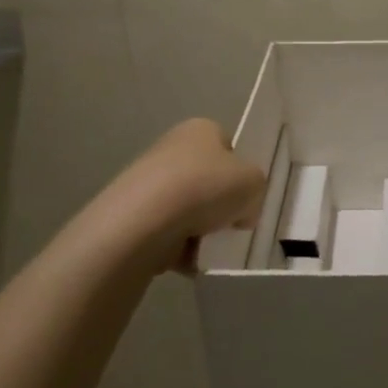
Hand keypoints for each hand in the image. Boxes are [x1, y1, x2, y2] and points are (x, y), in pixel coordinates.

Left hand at [71, 119, 266, 274]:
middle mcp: (171, 148)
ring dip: (201, 230)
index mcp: (200, 129)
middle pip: (208, 181)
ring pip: (188, 210)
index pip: (228, 147)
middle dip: (220, 206)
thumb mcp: (254, 183)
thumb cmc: (206, 187)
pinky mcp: (132, 215)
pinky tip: (188, 258)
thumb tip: (242, 210)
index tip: (246, 196)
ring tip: (209, 245)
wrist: (144, 221)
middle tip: (231, 224)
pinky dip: (180, 247)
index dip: (241, 172)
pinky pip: (167, 233)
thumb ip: (255, 190)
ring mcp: (148, 182)